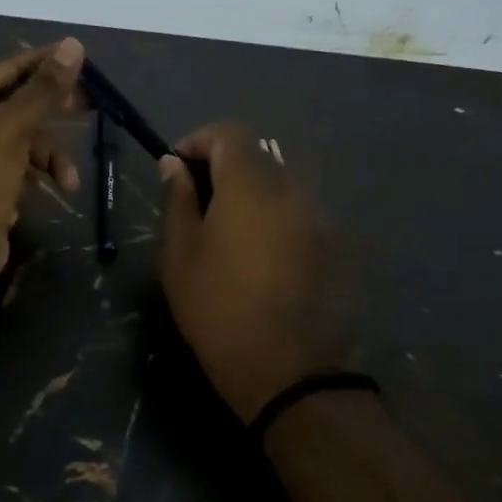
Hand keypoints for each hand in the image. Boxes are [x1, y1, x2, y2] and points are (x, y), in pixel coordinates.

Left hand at [0, 39, 85, 287]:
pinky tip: (56, 189)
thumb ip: (44, 89)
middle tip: (89, 105)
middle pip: (16, 101)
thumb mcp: (12, 128)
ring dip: (50, 154)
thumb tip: (73, 44)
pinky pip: (20, 163)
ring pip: (23, 137)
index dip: (44, 62)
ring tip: (69, 177)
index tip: (81, 56)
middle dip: (52, 109)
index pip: (6, 68)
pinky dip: (39, 172)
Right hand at [158, 123, 348, 422]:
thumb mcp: (180, 252)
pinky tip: (254, 251)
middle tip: (194, 201)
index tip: (176, 170)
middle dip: (221, 166)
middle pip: (255, 155)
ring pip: (276, 183)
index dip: (198, 141)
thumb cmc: (217, 306)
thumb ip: (178, 198)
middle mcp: (290, 188)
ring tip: (222, 229)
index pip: (228, 133)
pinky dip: (269, 214)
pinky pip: (293, 210)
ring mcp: (315, 216)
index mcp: (250, 183)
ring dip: (246, 191)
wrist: (285, 368)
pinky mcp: (328, 243)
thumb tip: (173, 164)